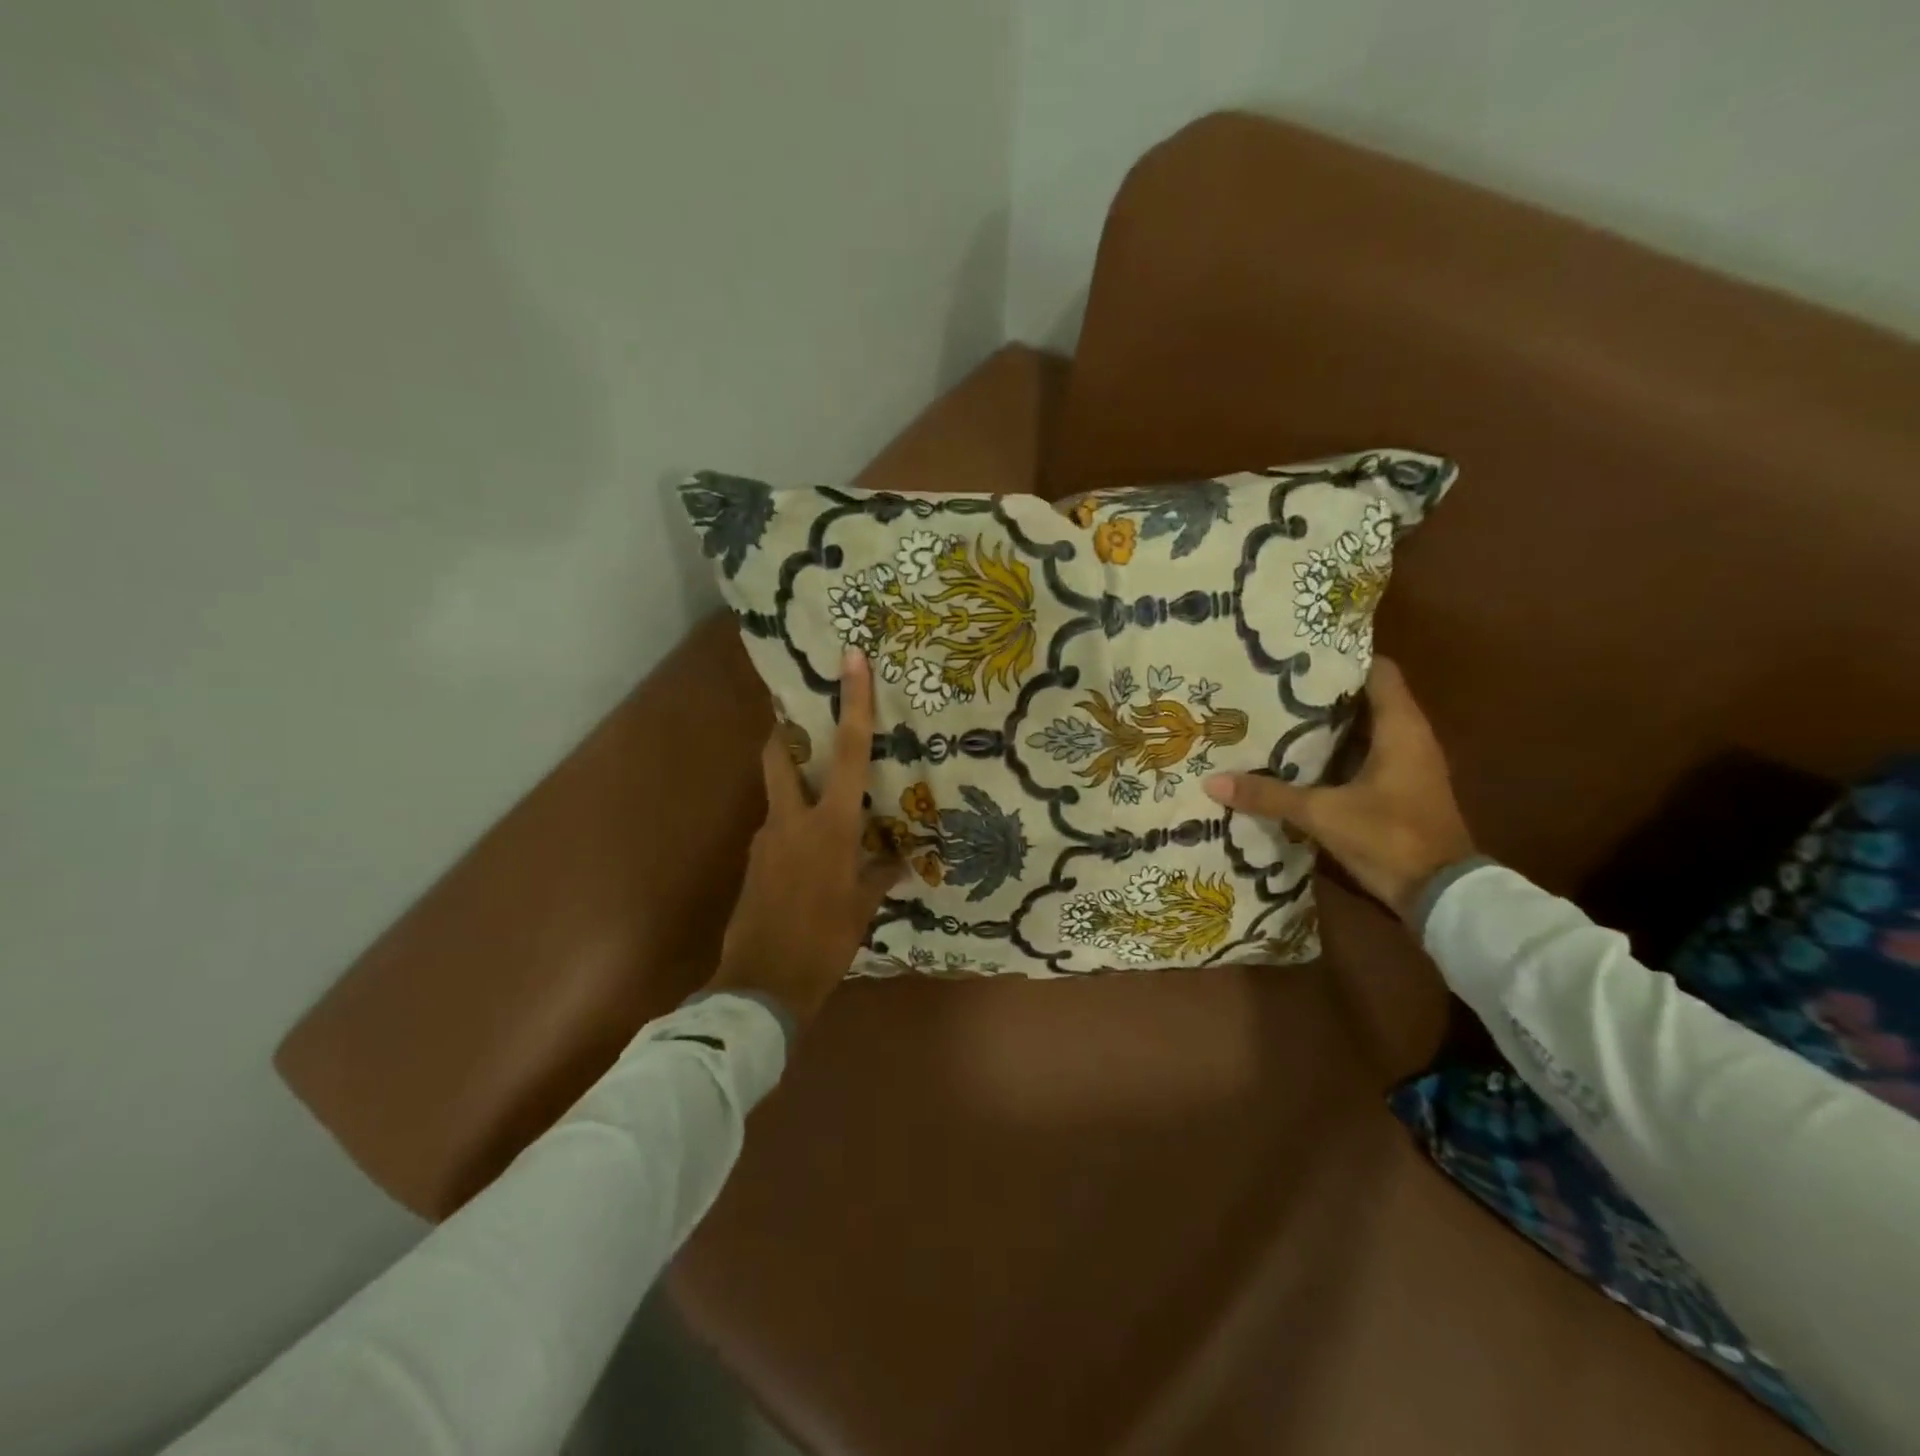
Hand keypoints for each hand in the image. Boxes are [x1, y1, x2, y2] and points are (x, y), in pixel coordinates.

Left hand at [706, 649, 900, 1029]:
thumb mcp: (861, 907)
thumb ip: (880, 874)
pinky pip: (778, 829)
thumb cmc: (824, 941)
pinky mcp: (754, 860)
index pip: (846, 752)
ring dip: (796, 786)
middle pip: (779, 755)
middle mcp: (791, 819)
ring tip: (825, 804)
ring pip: (778, 793)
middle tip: (803, 717)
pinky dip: (795, 826)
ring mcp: (766, 838)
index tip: (850, 660)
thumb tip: (900, 859)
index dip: (852, 703)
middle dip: (787, 731)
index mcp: (829, 825)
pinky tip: (813, 853)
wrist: (762, 985)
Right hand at [1202, 659, 1475, 919]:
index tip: (1299, 657)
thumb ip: (1269, 796)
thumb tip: (1213, 782)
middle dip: (1323, 693)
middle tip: (1273, 687)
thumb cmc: (1390, 837)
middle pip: (1366, 699)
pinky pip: (1366, 757)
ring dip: (1329, 725)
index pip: (1378, 672)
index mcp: (1401, 729)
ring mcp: (1409, 766)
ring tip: (1278, 718)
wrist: (1442, 895)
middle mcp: (1410, 738)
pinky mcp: (1401, 790)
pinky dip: (1336, 753)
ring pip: (1365, 730)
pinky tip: (1298, 760)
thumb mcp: (1323, 814)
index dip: (1342, 660)